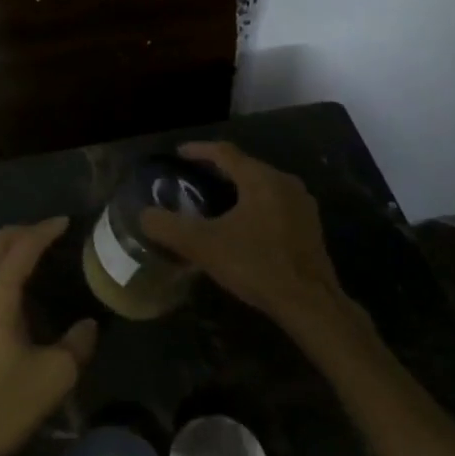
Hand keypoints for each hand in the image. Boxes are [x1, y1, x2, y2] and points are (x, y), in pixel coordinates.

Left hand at [0, 218, 97, 455]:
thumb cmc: (3, 406)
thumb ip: (77, 343)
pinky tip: (6, 295)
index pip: (22, 247)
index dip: (44, 230)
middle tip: (46, 233)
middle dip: (19, 232)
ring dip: (2, 253)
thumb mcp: (54, 376)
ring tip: (29, 259)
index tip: (64, 221)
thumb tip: (87, 324)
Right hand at [139, 142, 352, 331]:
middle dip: (217, 171)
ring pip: (262, 186)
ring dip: (237, 190)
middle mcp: (284, 182)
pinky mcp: (310, 227)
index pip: (224, 152)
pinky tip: (242, 228)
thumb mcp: (204, 246)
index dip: (198, 150)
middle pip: (245, 167)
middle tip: (192, 180)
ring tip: (214, 203)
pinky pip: (275, 204)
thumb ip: (169, 227)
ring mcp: (302, 204)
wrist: (311, 304)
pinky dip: (254, 207)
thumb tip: (144, 215)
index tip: (179, 154)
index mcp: (260, 178)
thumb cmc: (257, 265)